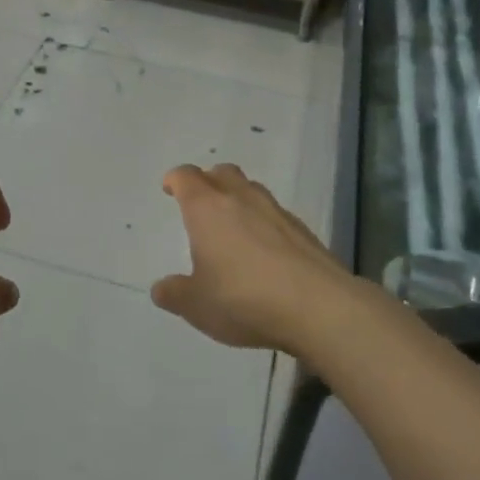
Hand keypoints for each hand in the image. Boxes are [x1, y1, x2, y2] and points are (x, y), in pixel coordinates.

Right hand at [151, 164, 358, 353]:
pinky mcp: (302, 229)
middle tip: (200, 202)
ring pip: (250, 189)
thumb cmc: (244, 299)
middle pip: (221, 172)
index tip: (170, 188)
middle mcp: (241, 198)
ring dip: (237, 198)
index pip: (186, 177)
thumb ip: (175, 294)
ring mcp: (275, 211)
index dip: (175, 179)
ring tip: (232, 225)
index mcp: (207, 208)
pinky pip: (274, 214)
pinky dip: (263, 222)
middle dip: (207, 181)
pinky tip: (264, 250)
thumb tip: (161, 288)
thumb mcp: (197, 305)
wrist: (317, 306)